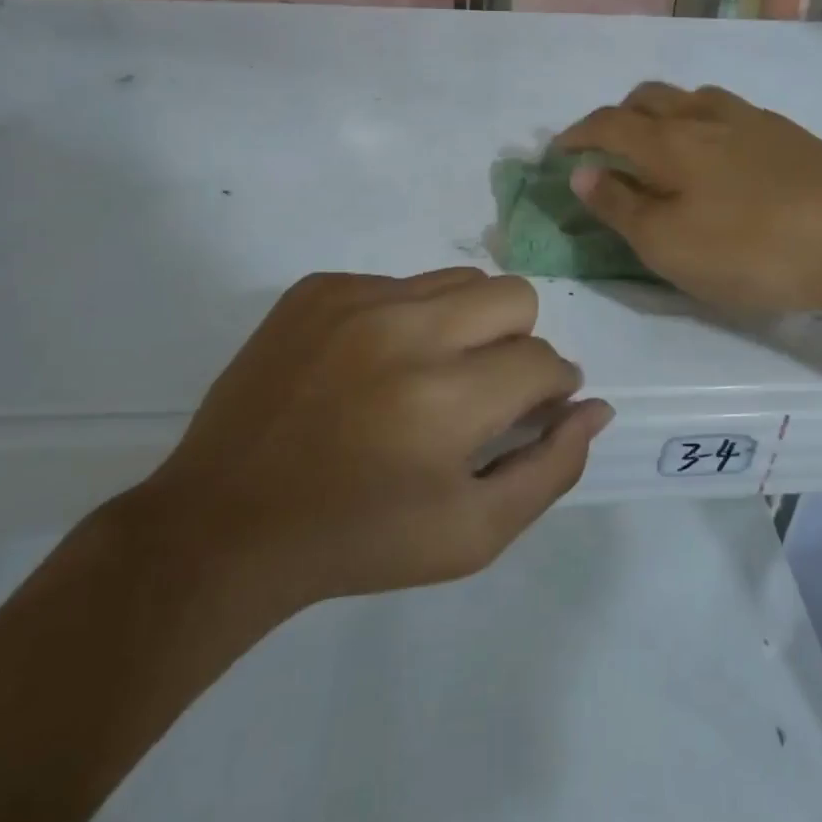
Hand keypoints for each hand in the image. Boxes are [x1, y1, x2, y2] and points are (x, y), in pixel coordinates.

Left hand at [137, 268, 612, 609]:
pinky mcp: (318, 288)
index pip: (543, 361)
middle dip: (517, 343)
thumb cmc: (359, 540)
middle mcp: (405, 331)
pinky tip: (371, 369)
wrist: (227, 523)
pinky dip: (406, 320)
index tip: (529, 411)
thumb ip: (551, 469)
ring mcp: (355, 299)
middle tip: (481, 391)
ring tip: (427, 376)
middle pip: (514, 296)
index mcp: (445, 399)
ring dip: (465, 325)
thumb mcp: (472, 535)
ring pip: (459, 281)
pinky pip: (398, 283)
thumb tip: (594, 406)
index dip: (551, 389)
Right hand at [555, 83, 821, 315]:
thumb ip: (620, 207)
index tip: (560, 151)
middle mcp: (706, 115)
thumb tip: (582, 172)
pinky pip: (726, 113)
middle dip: (617, 117)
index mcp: (670, 140)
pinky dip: (701, 124)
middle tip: (607, 149)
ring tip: (661, 148)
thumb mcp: (671, 245)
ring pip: (691, 98)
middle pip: (648, 97)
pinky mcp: (787, 134)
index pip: (608, 123)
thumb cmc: (754, 250)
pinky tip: (718, 157)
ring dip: (662, 115)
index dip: (577, 134)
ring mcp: (752, 119)